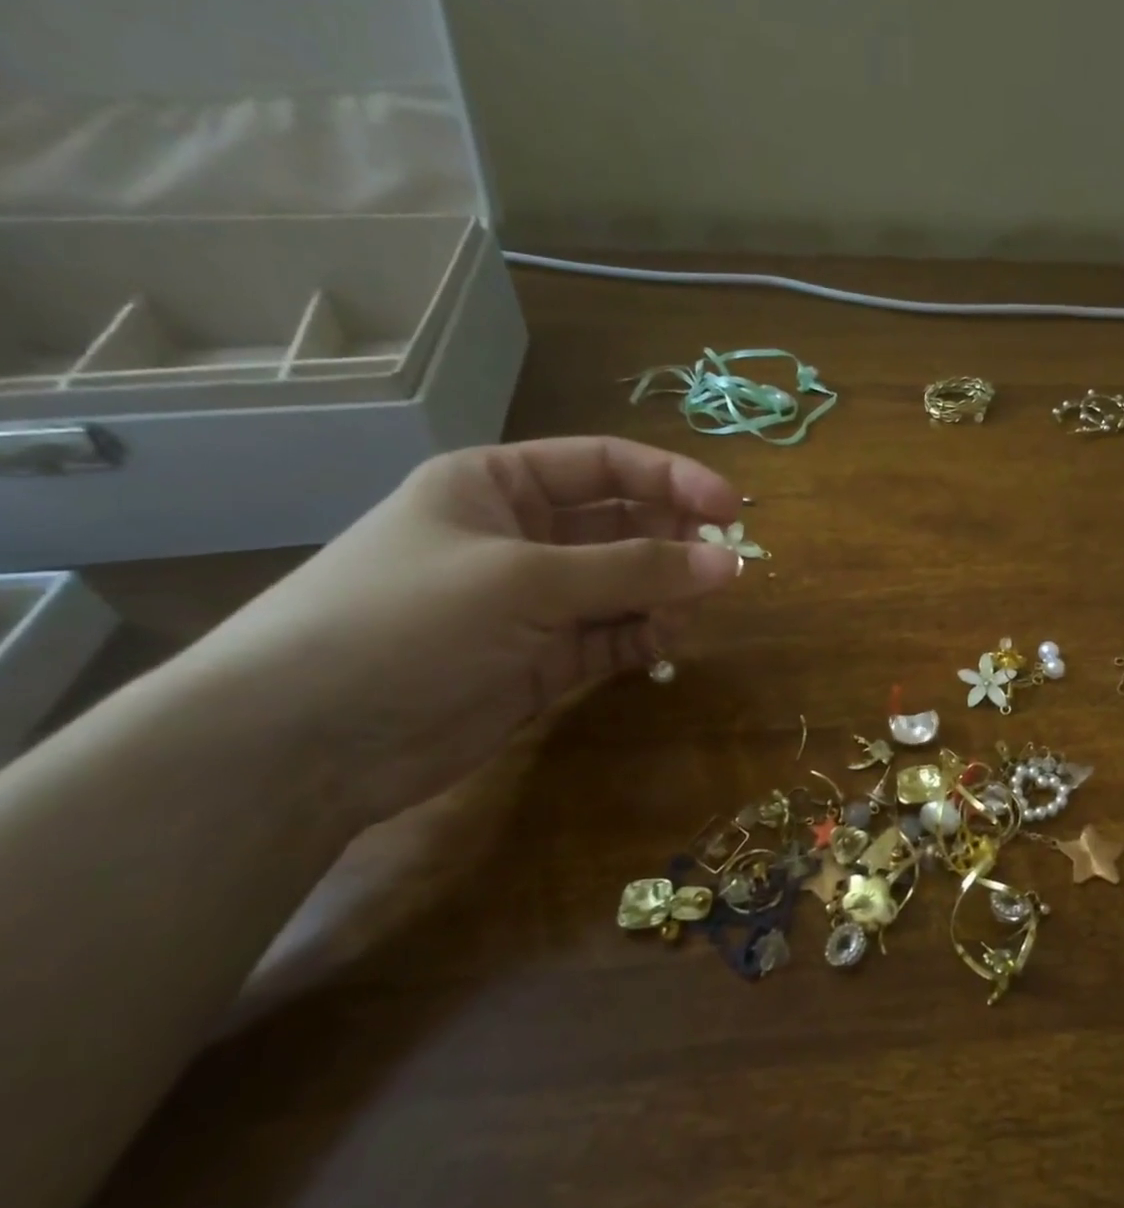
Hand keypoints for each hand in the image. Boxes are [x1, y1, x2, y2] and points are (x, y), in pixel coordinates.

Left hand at [191, 437, 744, 823]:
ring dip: (665, 596)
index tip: (732, 508)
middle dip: (675, 543)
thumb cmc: (406, 623)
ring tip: (683, 619)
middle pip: (625, 525)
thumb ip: (634, 570)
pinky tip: (662, 646)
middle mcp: (524, 536)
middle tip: (721, 569)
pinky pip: (615, 635)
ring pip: (628, 585)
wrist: (308, 743)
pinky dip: (645, 638)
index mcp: (500, 485)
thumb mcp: (525, 580)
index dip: (673, 479)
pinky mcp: (546, 659)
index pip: (606, 465)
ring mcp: (537, 602)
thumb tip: (731, 563)